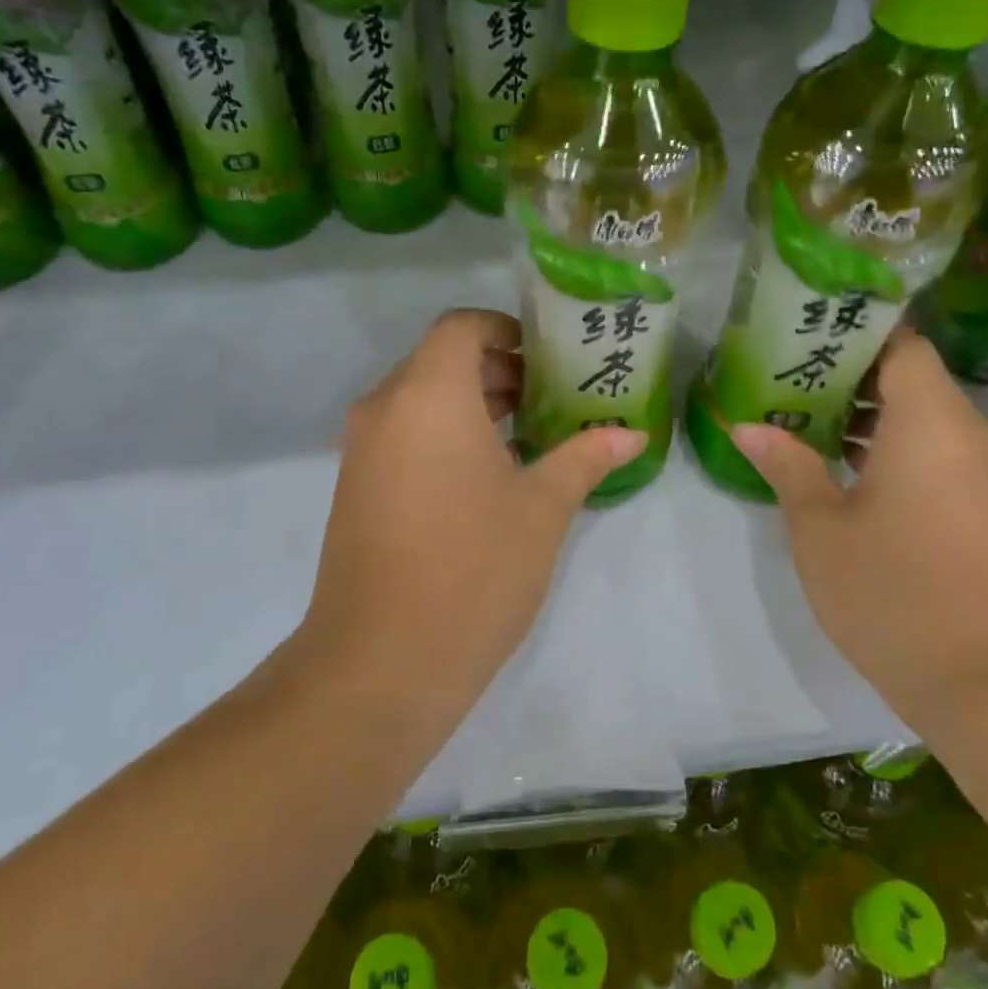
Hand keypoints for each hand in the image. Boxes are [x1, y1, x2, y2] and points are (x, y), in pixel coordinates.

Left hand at [303, 309, 645, 700]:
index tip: (548, 359)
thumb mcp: (542, 508)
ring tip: (530, 437)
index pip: (461, 327)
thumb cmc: (473, 567)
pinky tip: (487, 478)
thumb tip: (631, 434)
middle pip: (440, 361)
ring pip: (420, 401)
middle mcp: (385, 408)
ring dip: (471, 406)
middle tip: (552, 398)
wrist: (381, 662)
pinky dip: (444, 437)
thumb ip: (585, 457)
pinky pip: (404, 437)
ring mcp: (362, 450)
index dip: (505, 331)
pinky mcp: (355, 489)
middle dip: (497, 371)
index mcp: (427, 393)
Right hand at [730, 327, 987, 731]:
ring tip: (805, 419)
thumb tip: (746, 426)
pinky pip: (940, 453)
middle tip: (787, 377)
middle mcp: (969, 435)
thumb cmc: (895, 593)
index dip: (855, 332)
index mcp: (931, 422)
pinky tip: (847, 470)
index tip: (805, 335)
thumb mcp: (821, 528)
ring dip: (870, 415)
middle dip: (850, 374)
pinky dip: (896, 448)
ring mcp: (987, 474)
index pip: (902, 344)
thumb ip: (787, 466)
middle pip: (912, 378)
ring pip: (926, 418)